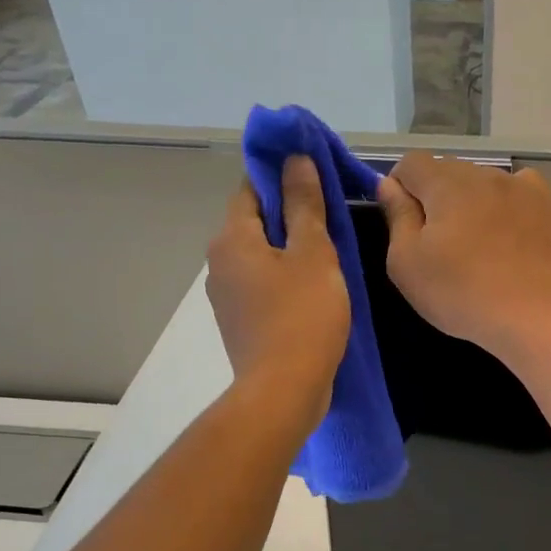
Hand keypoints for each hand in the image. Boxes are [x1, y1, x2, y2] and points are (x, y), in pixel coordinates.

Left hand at [207, 157, 350, 433]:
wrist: (284, 390)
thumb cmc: (303, 316)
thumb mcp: (313, 254)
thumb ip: (304, 205)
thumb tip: (295, 159)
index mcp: (231, 239)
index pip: (250, 189)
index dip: (281, 178)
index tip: (315, 181)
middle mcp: (218, 264)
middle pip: (254, 224)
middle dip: (288, 217)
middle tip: (331, 222)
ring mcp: (225, 298)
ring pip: (259, 258)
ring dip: (288, 252)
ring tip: (328, 259)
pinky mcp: (238, 325)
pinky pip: (261, 288)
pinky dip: (283, 282)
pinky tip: (312, 294)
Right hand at [378, 154, 550, 363]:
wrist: (535, 318)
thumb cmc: (461, 294)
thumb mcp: (407, 263)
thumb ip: (397, 217)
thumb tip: (389, 184)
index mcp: (446, 182)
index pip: (411, 163)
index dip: (400, 188)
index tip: (404, 223)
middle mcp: (485, 173)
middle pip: (448, 171)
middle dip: (436, 197)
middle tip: (439, 244)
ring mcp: (522, 188)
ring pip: (483, 182)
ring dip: (472, 202)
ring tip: (477, 246)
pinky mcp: (549, 207)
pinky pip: (519, 190)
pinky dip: (507, 204)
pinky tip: (509, 232)